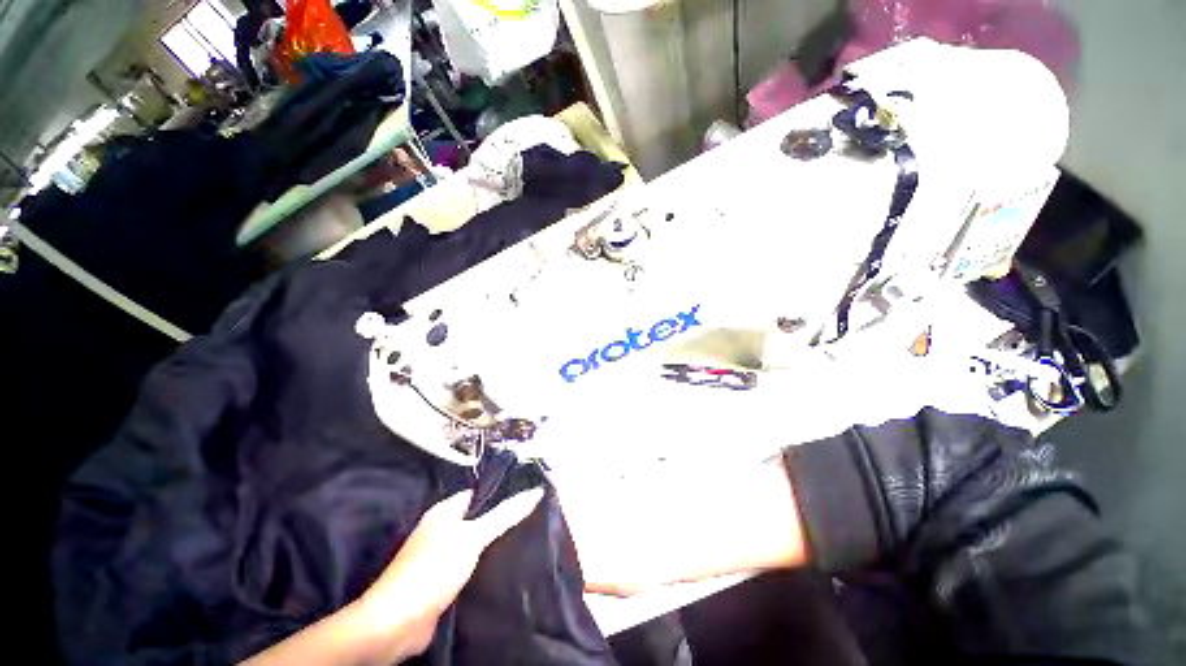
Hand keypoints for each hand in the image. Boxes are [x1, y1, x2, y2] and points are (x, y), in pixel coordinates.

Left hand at [357, 487, 545, 655]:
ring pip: (473, 542)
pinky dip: (483, 564)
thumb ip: (504, 515)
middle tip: (530, 517)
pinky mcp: (440, 579)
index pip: (478, 493)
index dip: (501, 491)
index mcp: (444, 511)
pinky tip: (502, 565)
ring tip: (524, 537)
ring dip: (492, 543)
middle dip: (499, 519)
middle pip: (477, 517)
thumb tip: (535, 491)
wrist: (397, 623)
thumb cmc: (434, 569)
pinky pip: (468, 564)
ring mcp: (439, 555)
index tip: (527, 493)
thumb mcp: (473, 537)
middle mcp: (440, 529)